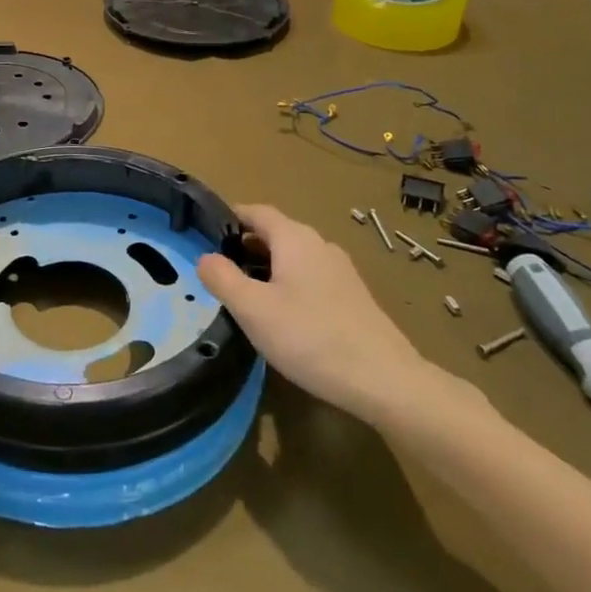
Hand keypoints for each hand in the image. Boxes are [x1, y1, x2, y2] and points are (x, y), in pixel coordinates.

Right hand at [198, 204, 428, 421]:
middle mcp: (320, 245)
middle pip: (276, 233)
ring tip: (246, 295)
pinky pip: (311, 277)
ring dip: (267, 267)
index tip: (207, 233)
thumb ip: (223, 279)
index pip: (257, 211)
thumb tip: (205, 257)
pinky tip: (283, 317)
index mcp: (294, 238)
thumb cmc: (310, 337)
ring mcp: (341, 270)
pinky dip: (289, 284)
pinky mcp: (353, 297)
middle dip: (246, 245)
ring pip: (295, 257)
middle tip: (219, 270)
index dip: (231, 217)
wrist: (384, 380)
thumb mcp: (253, 309)